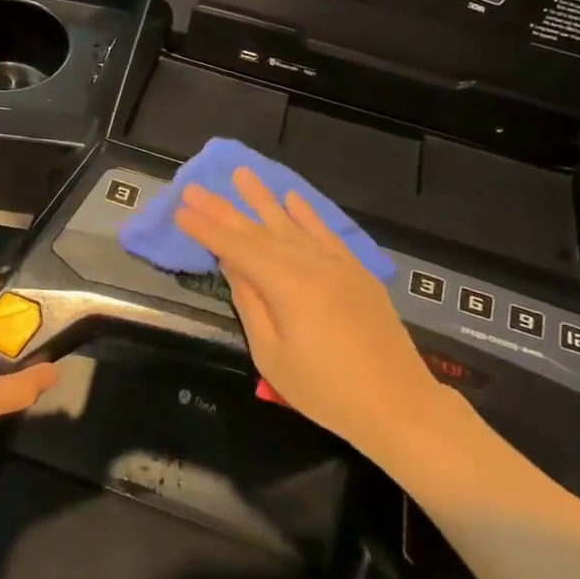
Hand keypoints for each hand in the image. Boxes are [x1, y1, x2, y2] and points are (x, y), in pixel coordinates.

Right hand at [175, 169, 443, 457]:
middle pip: (258, 230)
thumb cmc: (326, 390)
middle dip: (223, 209)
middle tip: (194, 187)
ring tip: (241, 174)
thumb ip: (250, 304)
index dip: (206, 230)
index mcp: (286, 284)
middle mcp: (310, 262)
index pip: (236, 248)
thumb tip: (232, 265)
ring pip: (290, 223)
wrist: (398, 404)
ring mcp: (336, 263)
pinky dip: (306, 213)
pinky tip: (291, 198)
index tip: (181, 211)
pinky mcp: (356, 270)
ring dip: (262, 198)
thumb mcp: (272, 354)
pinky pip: (325, 232)